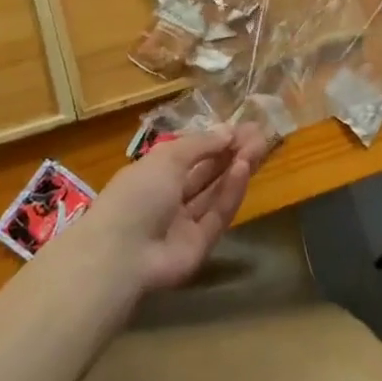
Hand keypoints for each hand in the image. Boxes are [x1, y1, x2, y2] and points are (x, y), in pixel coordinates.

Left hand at [74, 125, 267, 294]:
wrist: (122, 253)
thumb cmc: (138, 192)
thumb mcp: (168, 157)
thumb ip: (200, 144)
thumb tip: (228, 131)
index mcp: (155, 173)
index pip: (190, 154)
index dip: (215, 140)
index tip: (242, 127)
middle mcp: (170, 197)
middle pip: (207, 172)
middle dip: (231, 153)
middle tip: (259, 135)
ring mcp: (185, 223)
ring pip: (215, 192)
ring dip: (235, 168)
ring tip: (258, 146)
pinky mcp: (199, 245)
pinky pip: (218, 215)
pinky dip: (231, 192)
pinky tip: (244, 169)